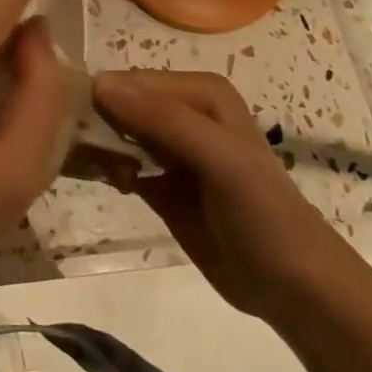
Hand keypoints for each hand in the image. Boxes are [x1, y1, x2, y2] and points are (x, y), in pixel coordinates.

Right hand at [93, 70, 353, 322]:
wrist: (295, 289)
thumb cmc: (263, 213)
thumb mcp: (219, 158)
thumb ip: (163, 118)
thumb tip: (98, 85)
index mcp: (200, 92)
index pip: (129, 81)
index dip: (101, 101)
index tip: (75, 129)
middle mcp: (181, 111)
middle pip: (117, 104)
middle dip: (95, 126)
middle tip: (85, 156)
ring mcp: (168, 149)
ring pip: (114, 133)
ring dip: (97, 150)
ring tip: (104, 174)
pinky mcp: (158, 183)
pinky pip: (118, 164)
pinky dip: (105, 170)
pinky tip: (111, 184)